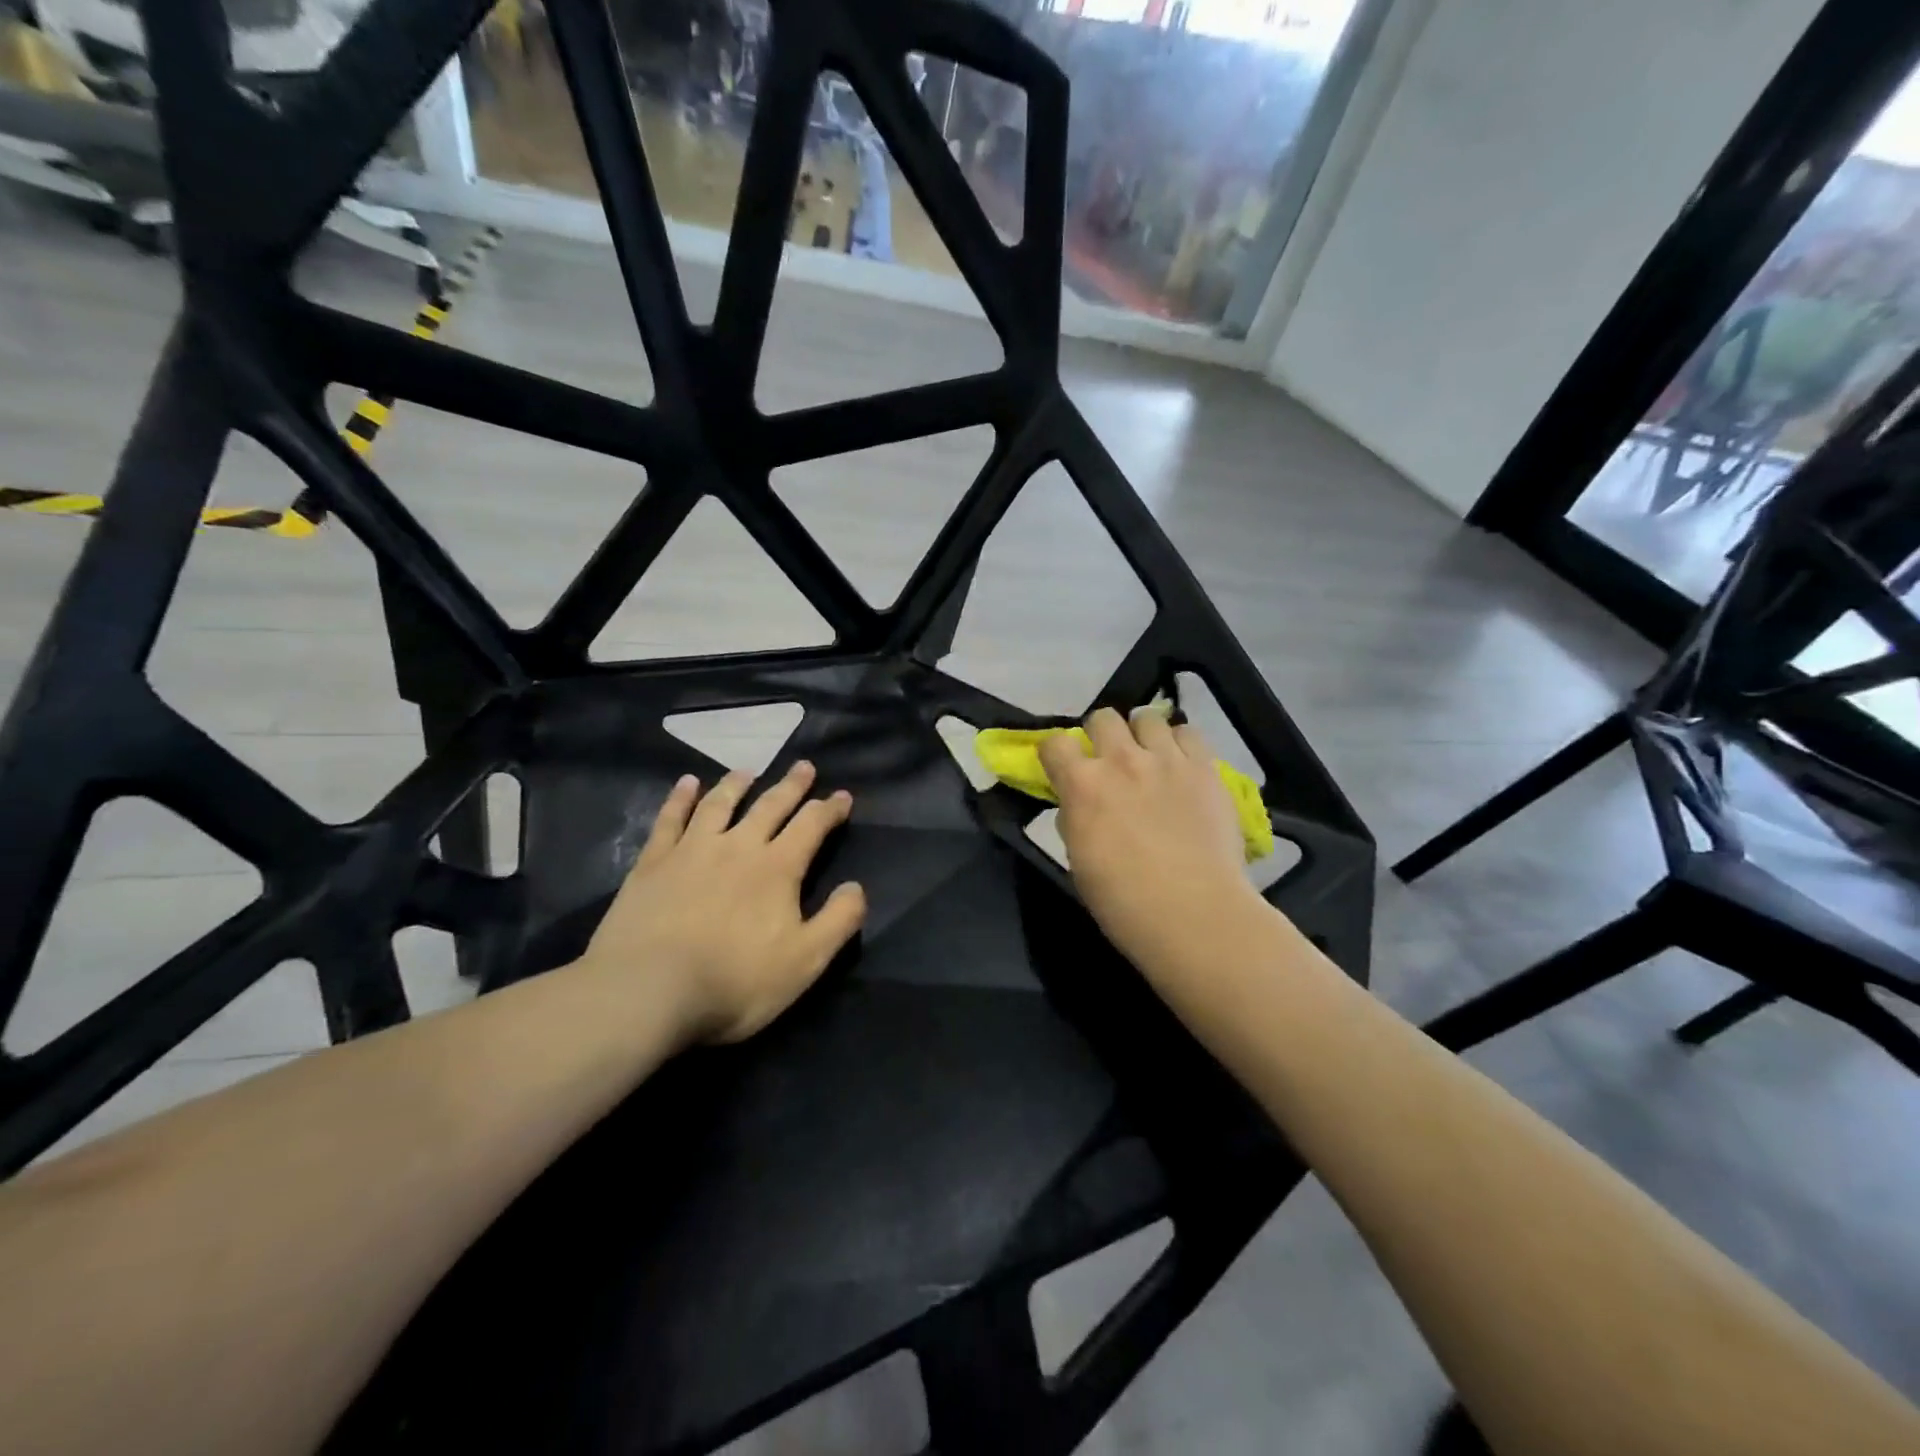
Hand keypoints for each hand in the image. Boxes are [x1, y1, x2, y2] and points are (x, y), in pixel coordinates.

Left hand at [576, 761, 865, 1043]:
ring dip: (737, 784)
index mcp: (777, 868)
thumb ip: (839, 921)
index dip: (830, 809)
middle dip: (791, 786)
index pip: (811, 826)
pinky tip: (686, 784)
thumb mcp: (805, 961)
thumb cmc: (734, 981)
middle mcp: (738, 846)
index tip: (842, 796)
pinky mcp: (652, 863)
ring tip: (747, 771)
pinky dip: (680, 799)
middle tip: (804, 766)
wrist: (648, 990)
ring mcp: (691, 850)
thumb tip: (856, 886)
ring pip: (719, 804)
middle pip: (770, 805)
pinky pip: (670, 819)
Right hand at [1038, 708, 1261, 972]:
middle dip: (1101, 736)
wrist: (1193, 913)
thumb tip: (1078, 806)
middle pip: (1102, 717)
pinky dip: (1180, 743)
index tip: (1062, 767)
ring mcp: (1166, 759)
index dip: (1056, 753)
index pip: (1054, 743)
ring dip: (1142, 735)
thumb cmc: (1124, 902)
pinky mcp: (1205, 767)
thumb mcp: (1079, 862)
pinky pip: (1189, 732)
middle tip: (1110, 761)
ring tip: (1151, 758)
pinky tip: (1183, 765)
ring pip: (1148, 717)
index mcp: (1082, 785)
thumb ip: (1075, 821)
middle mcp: (1121, 760)